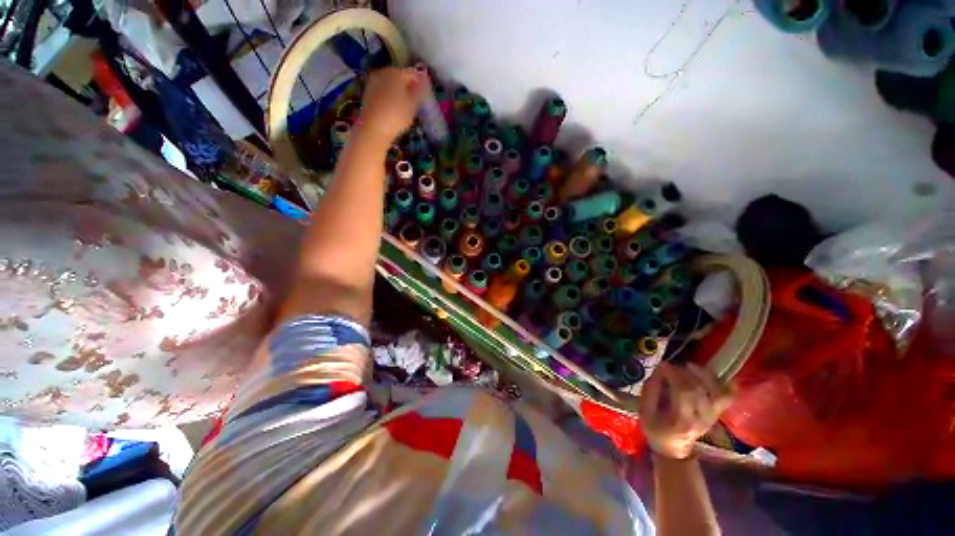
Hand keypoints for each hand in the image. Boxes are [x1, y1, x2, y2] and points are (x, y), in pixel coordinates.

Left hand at [356, 67, 426, 144]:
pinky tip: (392, 105)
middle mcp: (384, 72)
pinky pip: (382, 88)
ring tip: (404, 102)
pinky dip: (389, 93)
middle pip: (399, 75)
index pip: (412, 72)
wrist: (373, 128)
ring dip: (397, 89)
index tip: (424, 92)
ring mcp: (373, 80)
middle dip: (407, 84)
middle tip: (414, 97)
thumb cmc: (397, 116)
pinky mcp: (367, 91)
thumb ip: (420, 91)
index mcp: (397, 73)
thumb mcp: (413, 105)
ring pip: (390, 81)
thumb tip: (424, 80)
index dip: (420, 81)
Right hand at [639, 362, 734, 459]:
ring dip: (703, 374)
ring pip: (716, 391)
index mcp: (681, 421)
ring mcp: (713, 416)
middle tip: (671, 366)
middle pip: (699, 390)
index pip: (684, 393)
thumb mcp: (645, 412)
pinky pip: (727, 396)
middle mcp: (701, 419)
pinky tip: (711, 374)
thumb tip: (659, 371)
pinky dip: (724, 383)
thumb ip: (650, 391)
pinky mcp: (718, 413)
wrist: (674, 449)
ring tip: (689, 366)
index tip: (663, 365)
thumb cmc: (656, 429)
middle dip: (683, 372)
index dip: (674, 375)